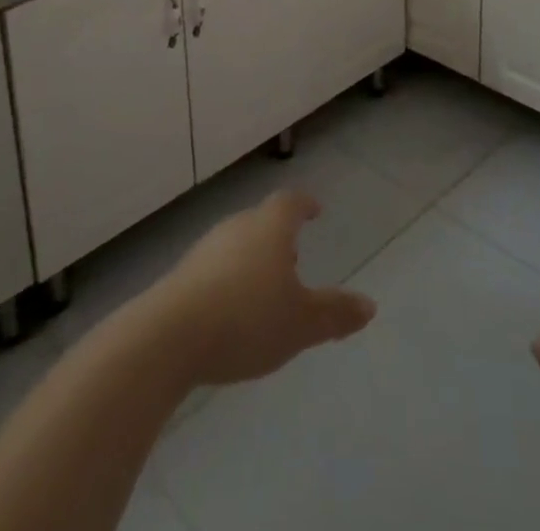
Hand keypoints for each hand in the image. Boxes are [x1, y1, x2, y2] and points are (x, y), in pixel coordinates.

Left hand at [142, 190, 376, 387]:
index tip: (314, 209)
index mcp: (270, 227)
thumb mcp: (301, 324)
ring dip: (254, 258)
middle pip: (262, 220)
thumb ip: (334, 314)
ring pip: (238, 243)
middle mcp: (238, 226)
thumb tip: (370, 306)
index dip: (304, 204)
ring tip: (265, 288)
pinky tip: (232, 311)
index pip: (290, 202)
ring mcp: (206, 247)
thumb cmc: (247, 319)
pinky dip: (230, 278)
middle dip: (279, 236)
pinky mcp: (183, 274)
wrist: (169, 336)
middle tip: (293, 255)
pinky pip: (216, 267)